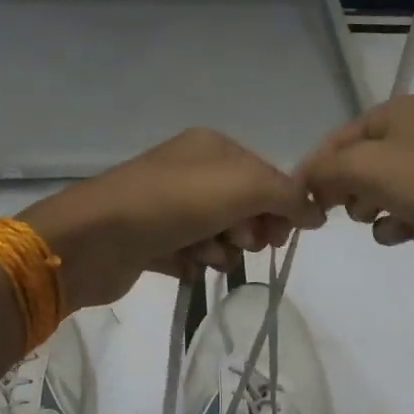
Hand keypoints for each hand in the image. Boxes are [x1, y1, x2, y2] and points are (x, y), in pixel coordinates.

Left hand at [21, 129, 325, 309]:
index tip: (284, 235)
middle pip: (242, 205)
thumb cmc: (175, 203)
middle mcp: (188, 171)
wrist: (97, 238)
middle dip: (250, 228)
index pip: (264, 175)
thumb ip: (287, 196)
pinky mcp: (150, 240)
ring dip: (222, 249)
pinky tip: (187, 266)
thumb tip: (316, 212)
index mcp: (211, 147)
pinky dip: (194, 262)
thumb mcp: (244, 187)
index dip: (280, 206)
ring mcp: (166, 206)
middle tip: (243, 243)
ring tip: (208, 255)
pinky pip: (188, 253)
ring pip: (217, 232)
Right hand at [297, 95, 413, 290]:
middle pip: (356, 163)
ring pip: (377, 190)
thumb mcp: (367, 166)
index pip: (338, 138)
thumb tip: (303, 182)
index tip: (298, 201)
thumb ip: (324, 169)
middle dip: (343, 189)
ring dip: (368, 209)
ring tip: (378, 219)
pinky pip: (401, 212)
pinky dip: (394, 225)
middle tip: (335, 211)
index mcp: (400, 112)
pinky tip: (401, 234)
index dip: (315, 168)